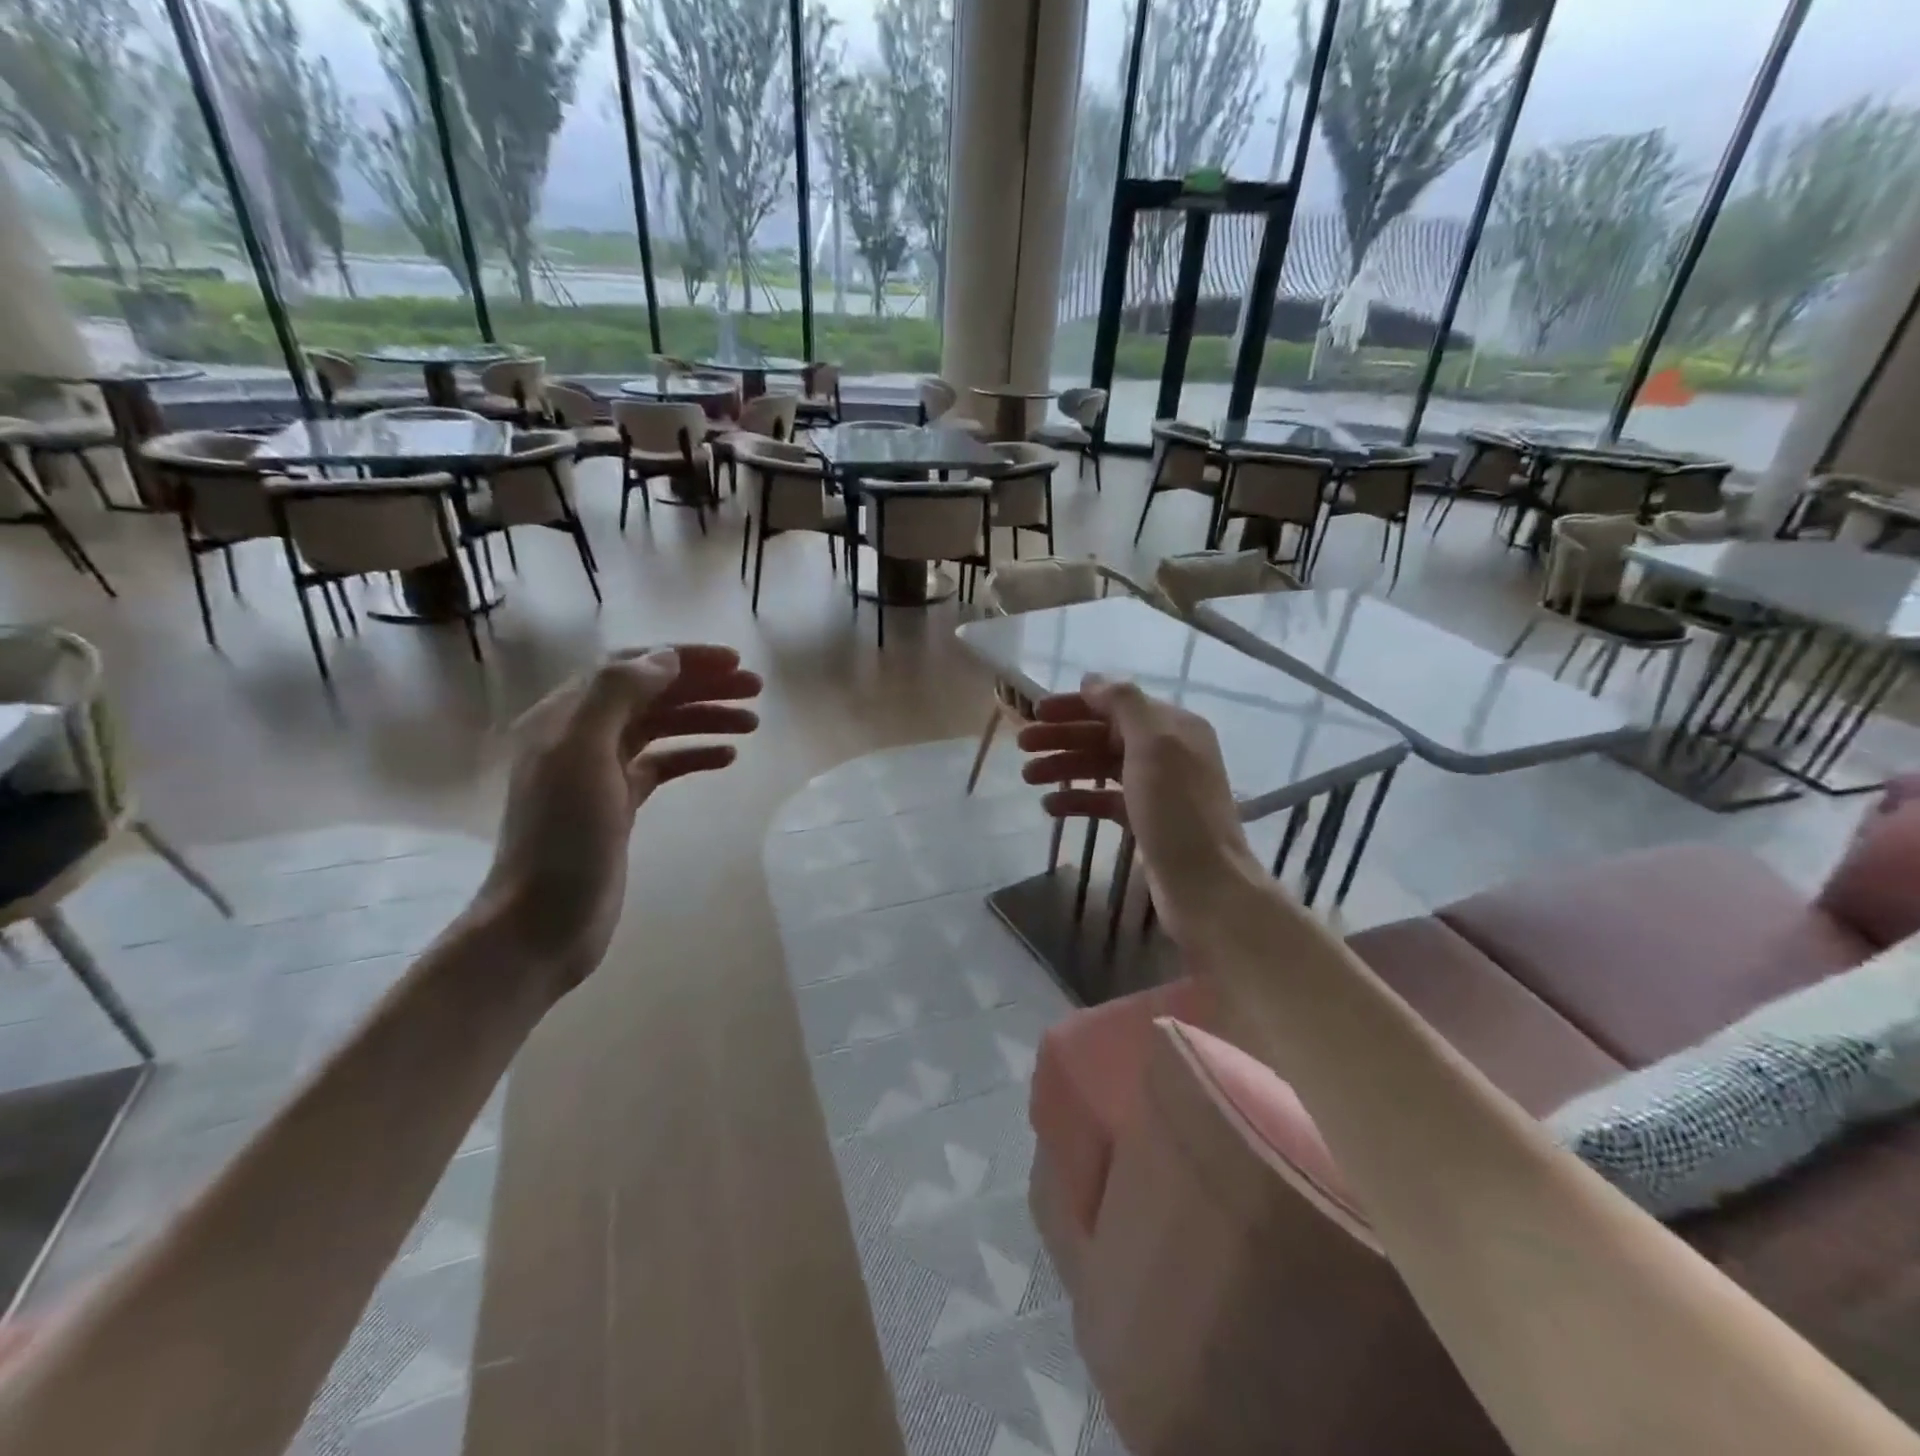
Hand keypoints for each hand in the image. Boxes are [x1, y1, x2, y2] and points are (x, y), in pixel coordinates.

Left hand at [477, 645, 761, 992]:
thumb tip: (665, 659)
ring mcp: (601, 772)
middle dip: (704, 687)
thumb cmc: (562, 837)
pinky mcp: (620, 804)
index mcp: (565, 716)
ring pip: (661, 729)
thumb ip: (617, 695)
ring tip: (753, 723)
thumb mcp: (581, 754)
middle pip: (651, 695)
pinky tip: (727, 757)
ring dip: (706, 719)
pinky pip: (663, 765)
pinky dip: (695, 755)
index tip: (734, 662)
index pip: (631, 668)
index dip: (683, 659)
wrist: (544, 922)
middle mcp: (582, 736)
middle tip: (756, 689)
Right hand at [1016, 674, 1260, 939]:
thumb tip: (1092, 680)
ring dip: (1065, 766)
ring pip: (1101, 767)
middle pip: (1105, 734)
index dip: (1075, 705)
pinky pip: (1105, 800)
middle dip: (1063, 737)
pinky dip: (1078, 799)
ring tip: (1028, 778)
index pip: (1117, 704)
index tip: (1035, 712)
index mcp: (1174, 726)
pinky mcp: (1146, 821)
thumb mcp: (1153, 745)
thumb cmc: (1177, 810)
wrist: (1205, 884)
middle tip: (1023, 746)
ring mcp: (1157, 788)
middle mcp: (1168, 751)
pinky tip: (1050, 806)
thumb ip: (1123, 705)